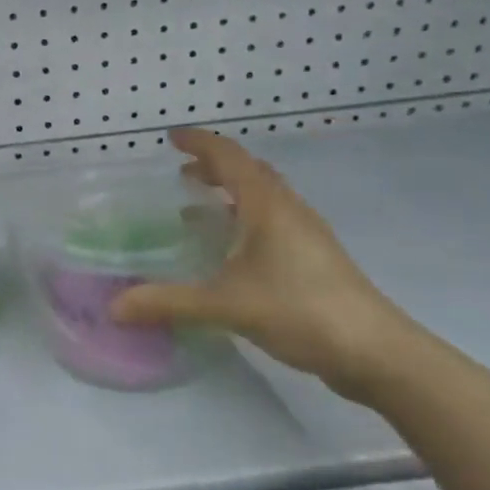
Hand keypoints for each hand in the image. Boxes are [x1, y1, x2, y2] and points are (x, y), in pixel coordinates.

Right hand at [110, 128, 415, 398]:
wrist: (376, 352)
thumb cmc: (300, 310)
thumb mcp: (226, 305)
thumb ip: (169, 302)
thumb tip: (114, 307)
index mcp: (267, 205)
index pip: (229, 157)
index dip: (200, 143)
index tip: (171, 137)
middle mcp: (288, 210)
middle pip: (249, 171)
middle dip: (214, 166)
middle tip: (181, 173)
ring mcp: (306, 234)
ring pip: (264, 197)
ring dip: (231, 192)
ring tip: (198, 206)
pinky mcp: (314, 258)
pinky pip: (272, 221)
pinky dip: (245, 218)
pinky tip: (230, 250)